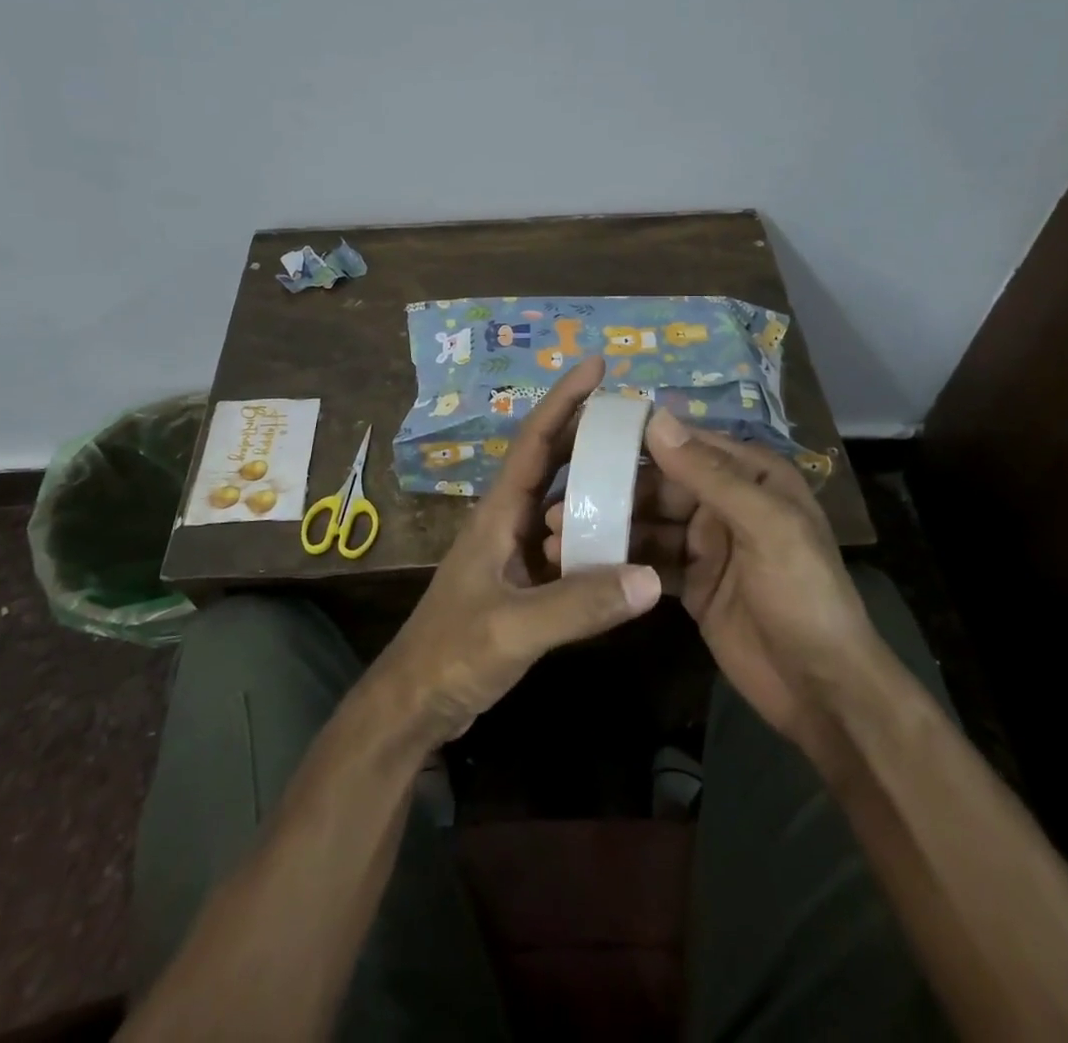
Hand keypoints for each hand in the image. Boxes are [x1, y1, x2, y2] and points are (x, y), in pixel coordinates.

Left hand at [369, 355, 662, 749]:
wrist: (417, 702)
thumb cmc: (453, 652)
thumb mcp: (514, 627)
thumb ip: (579, 604)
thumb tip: (650, 578)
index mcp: (499, 512)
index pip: (536, 441)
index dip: (564, 399)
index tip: (597, 364)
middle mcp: (509, 520)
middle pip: (554, 462)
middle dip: (589, 431)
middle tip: (638, 416)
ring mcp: (517, 551)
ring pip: (565, 503)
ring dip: (598, 483)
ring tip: (645, 471)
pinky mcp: (526, 582)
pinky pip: (570, 545)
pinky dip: (597, 534)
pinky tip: (630, 540)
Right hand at [547, 409, 875, 752]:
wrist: (822, 690)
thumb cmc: (802, 594)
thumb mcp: (764, 526)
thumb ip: (709, 473)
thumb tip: (655, 418)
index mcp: (752, 476)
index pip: (687, 444)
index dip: (639, 441)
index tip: (584, 440)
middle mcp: (727, 501)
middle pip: (661, 485)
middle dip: (615, 492)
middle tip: (564, 501)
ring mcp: (708, 543)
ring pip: (650, 523)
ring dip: (610, 527)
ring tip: (561, 533)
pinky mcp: (693, 581)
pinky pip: (651, 559)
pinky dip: (621, 559)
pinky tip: (584, 564)